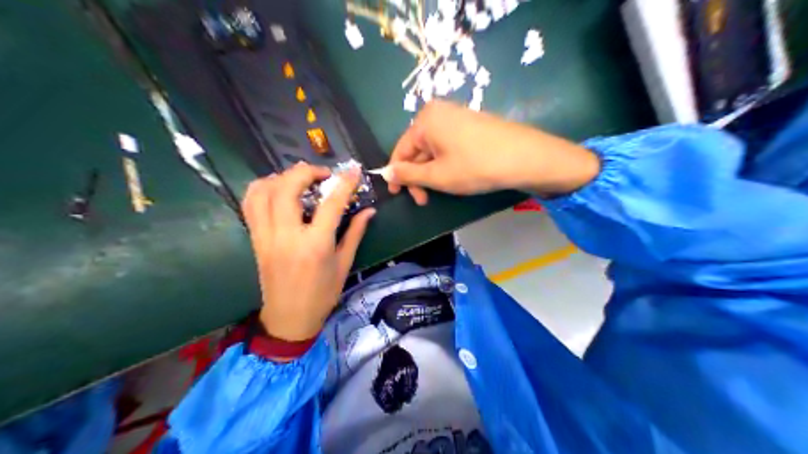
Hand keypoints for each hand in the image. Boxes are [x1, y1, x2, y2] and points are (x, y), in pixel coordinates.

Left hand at [240, 163, 377, 339]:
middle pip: (288, 188)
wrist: (289, 318)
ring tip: (299, 179)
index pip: (331, 204)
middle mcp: (287, 236)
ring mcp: (266, 236)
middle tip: (322, 174)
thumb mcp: (344, 265)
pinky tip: (277, 188)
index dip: (344, 183)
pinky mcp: (256, 239)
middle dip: (306, 172)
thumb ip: (356, 233)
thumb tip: (369, 210)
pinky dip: (261, 189)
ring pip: (263, 191)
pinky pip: (250, 205)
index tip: (354, 171)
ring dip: (282, 177)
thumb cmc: (322, 295)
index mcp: (315, 245)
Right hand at [383, 102, 598, 204]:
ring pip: (434, 149)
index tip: (398, 195)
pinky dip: (446, 163)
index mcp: (425, 119)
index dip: (397, 174)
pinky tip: (455, 177)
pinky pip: (449, 145)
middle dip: (418, 176)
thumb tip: (385, 173)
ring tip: (440, 192)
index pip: (401, 149)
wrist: (525, 157)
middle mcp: (439, 112)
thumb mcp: (437, 175)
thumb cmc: (475, 166)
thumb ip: (408, 175)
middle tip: (424, 200)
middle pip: (417, 149)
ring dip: (431, 173)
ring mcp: (457, 116)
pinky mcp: (472, 124)